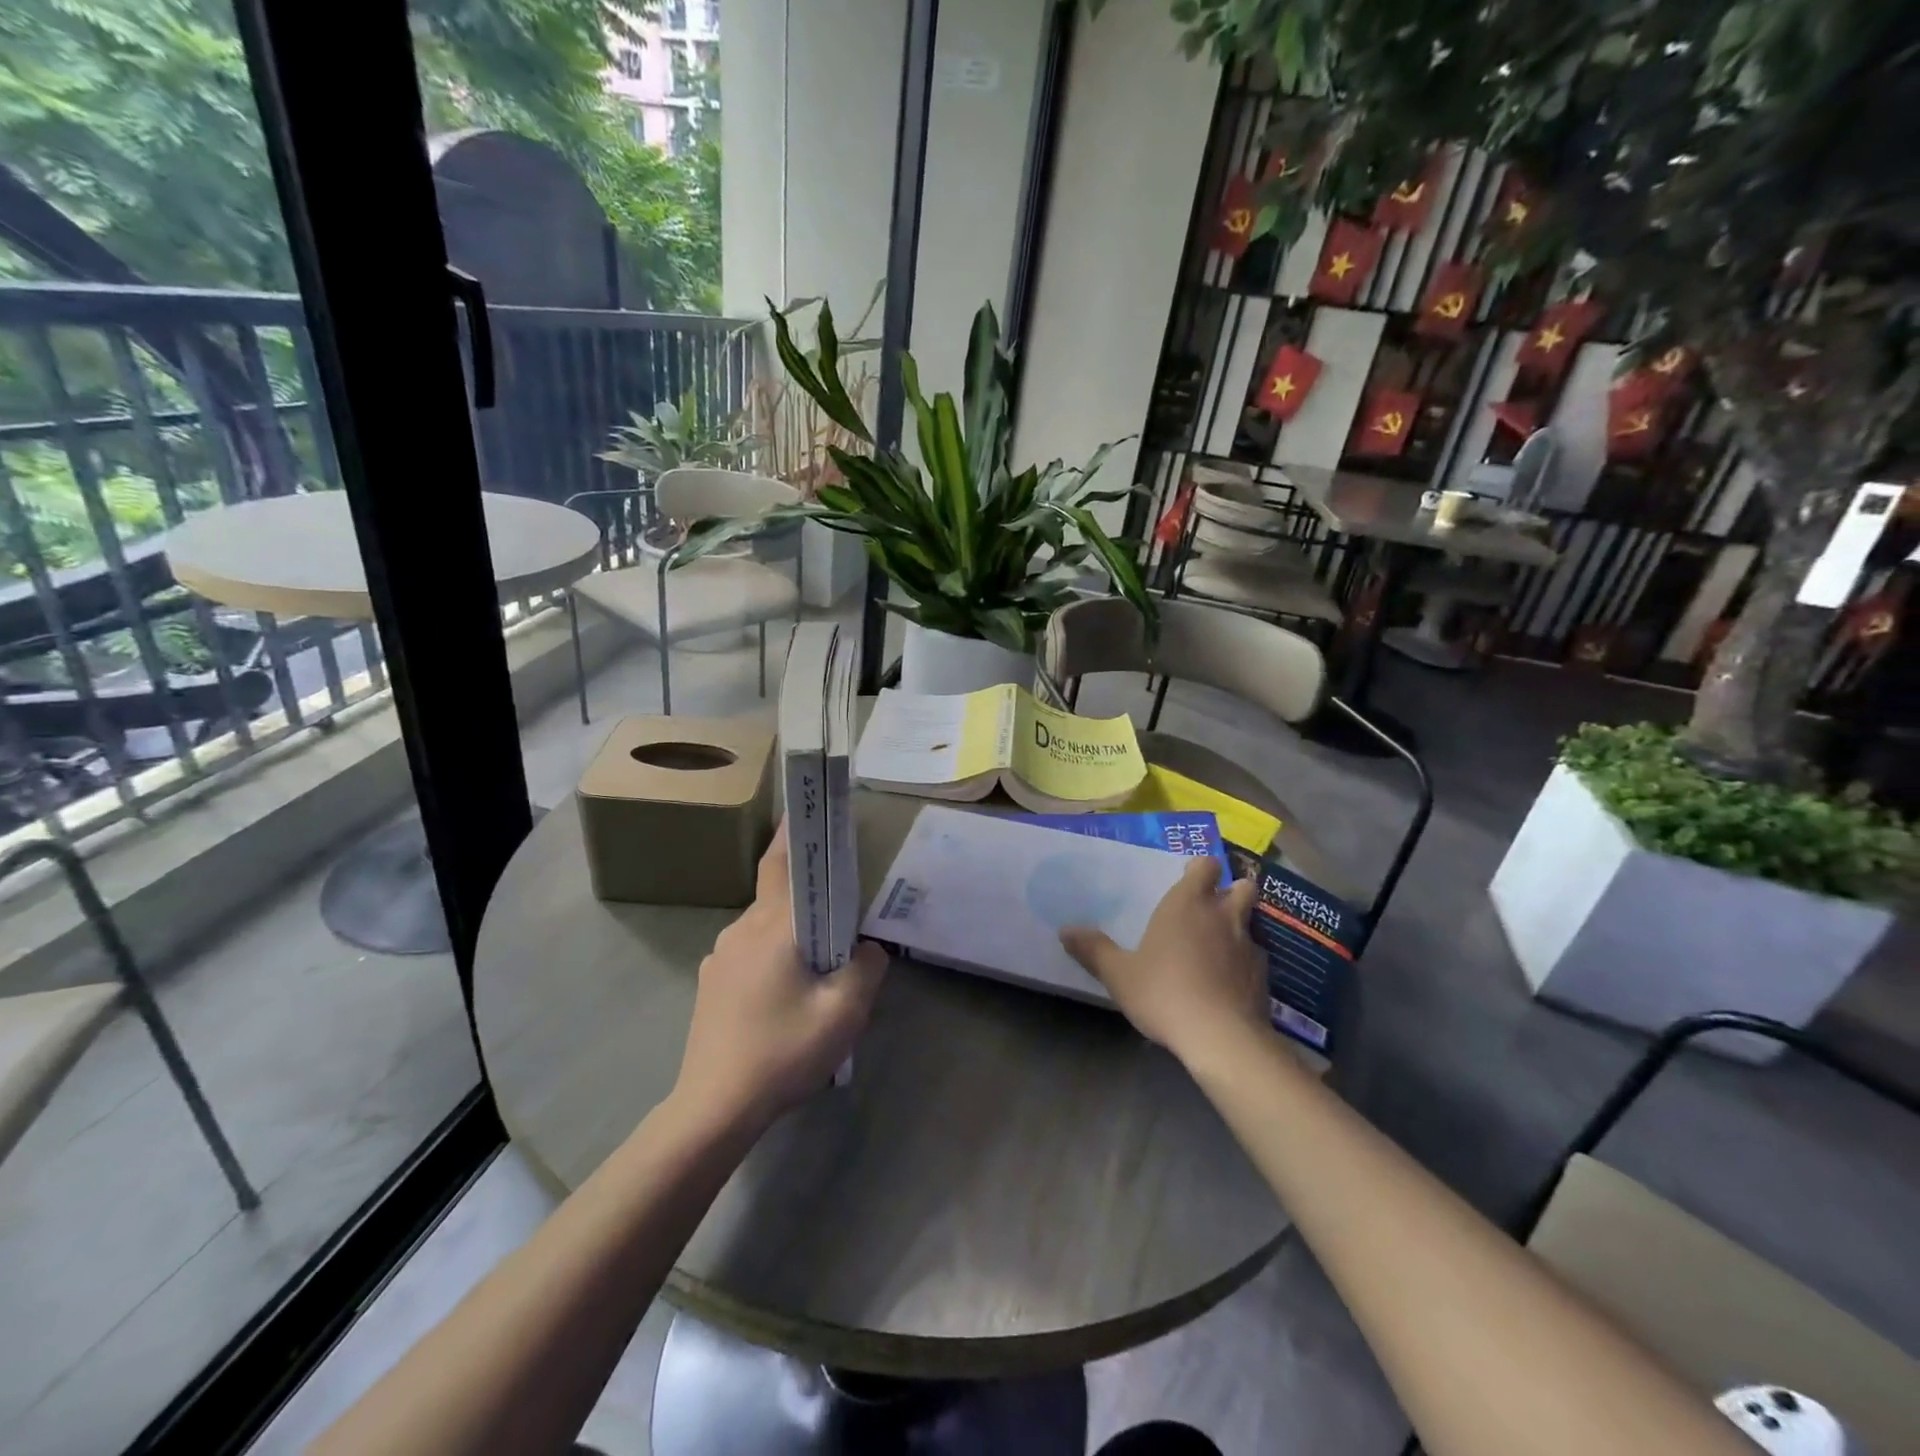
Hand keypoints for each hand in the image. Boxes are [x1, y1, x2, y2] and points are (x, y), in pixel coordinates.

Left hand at [672, 825, 887, 1130]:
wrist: (714, 1109)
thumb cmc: (782, 1051)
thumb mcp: (844, 1012)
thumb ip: (866, 968)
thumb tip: (869, 947)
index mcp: (772, 926)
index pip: (782, 862)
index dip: (796, 832)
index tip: (810, 811)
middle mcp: (741, 930)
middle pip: (779, 896)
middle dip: (810, 897)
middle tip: (842, 915)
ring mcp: (720, 957)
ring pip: (766, 929)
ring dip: (793, 935)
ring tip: (819, 969)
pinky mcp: (711, 984)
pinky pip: (751, 954)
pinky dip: (774, 959)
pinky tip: (787, 998)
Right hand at [1060, 859, 1266, 1059]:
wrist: (1221, 1037)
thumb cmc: (1164, 992)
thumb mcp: (1118, 974)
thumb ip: (1094, 950)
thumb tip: (1065, 930)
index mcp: (1187, 903)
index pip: (1205, 866)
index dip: (1199, 870)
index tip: (1188, 880)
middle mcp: (1223, 915)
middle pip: (1242, 886)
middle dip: (1231, 891)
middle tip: (1211, 908)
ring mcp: (1249, 944)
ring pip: (1251, 922)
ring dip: (1239, 927)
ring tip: (1220, 946)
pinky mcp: (1264, 976)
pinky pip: (1256, 957)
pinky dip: (1245, 962)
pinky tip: (1230, 981)